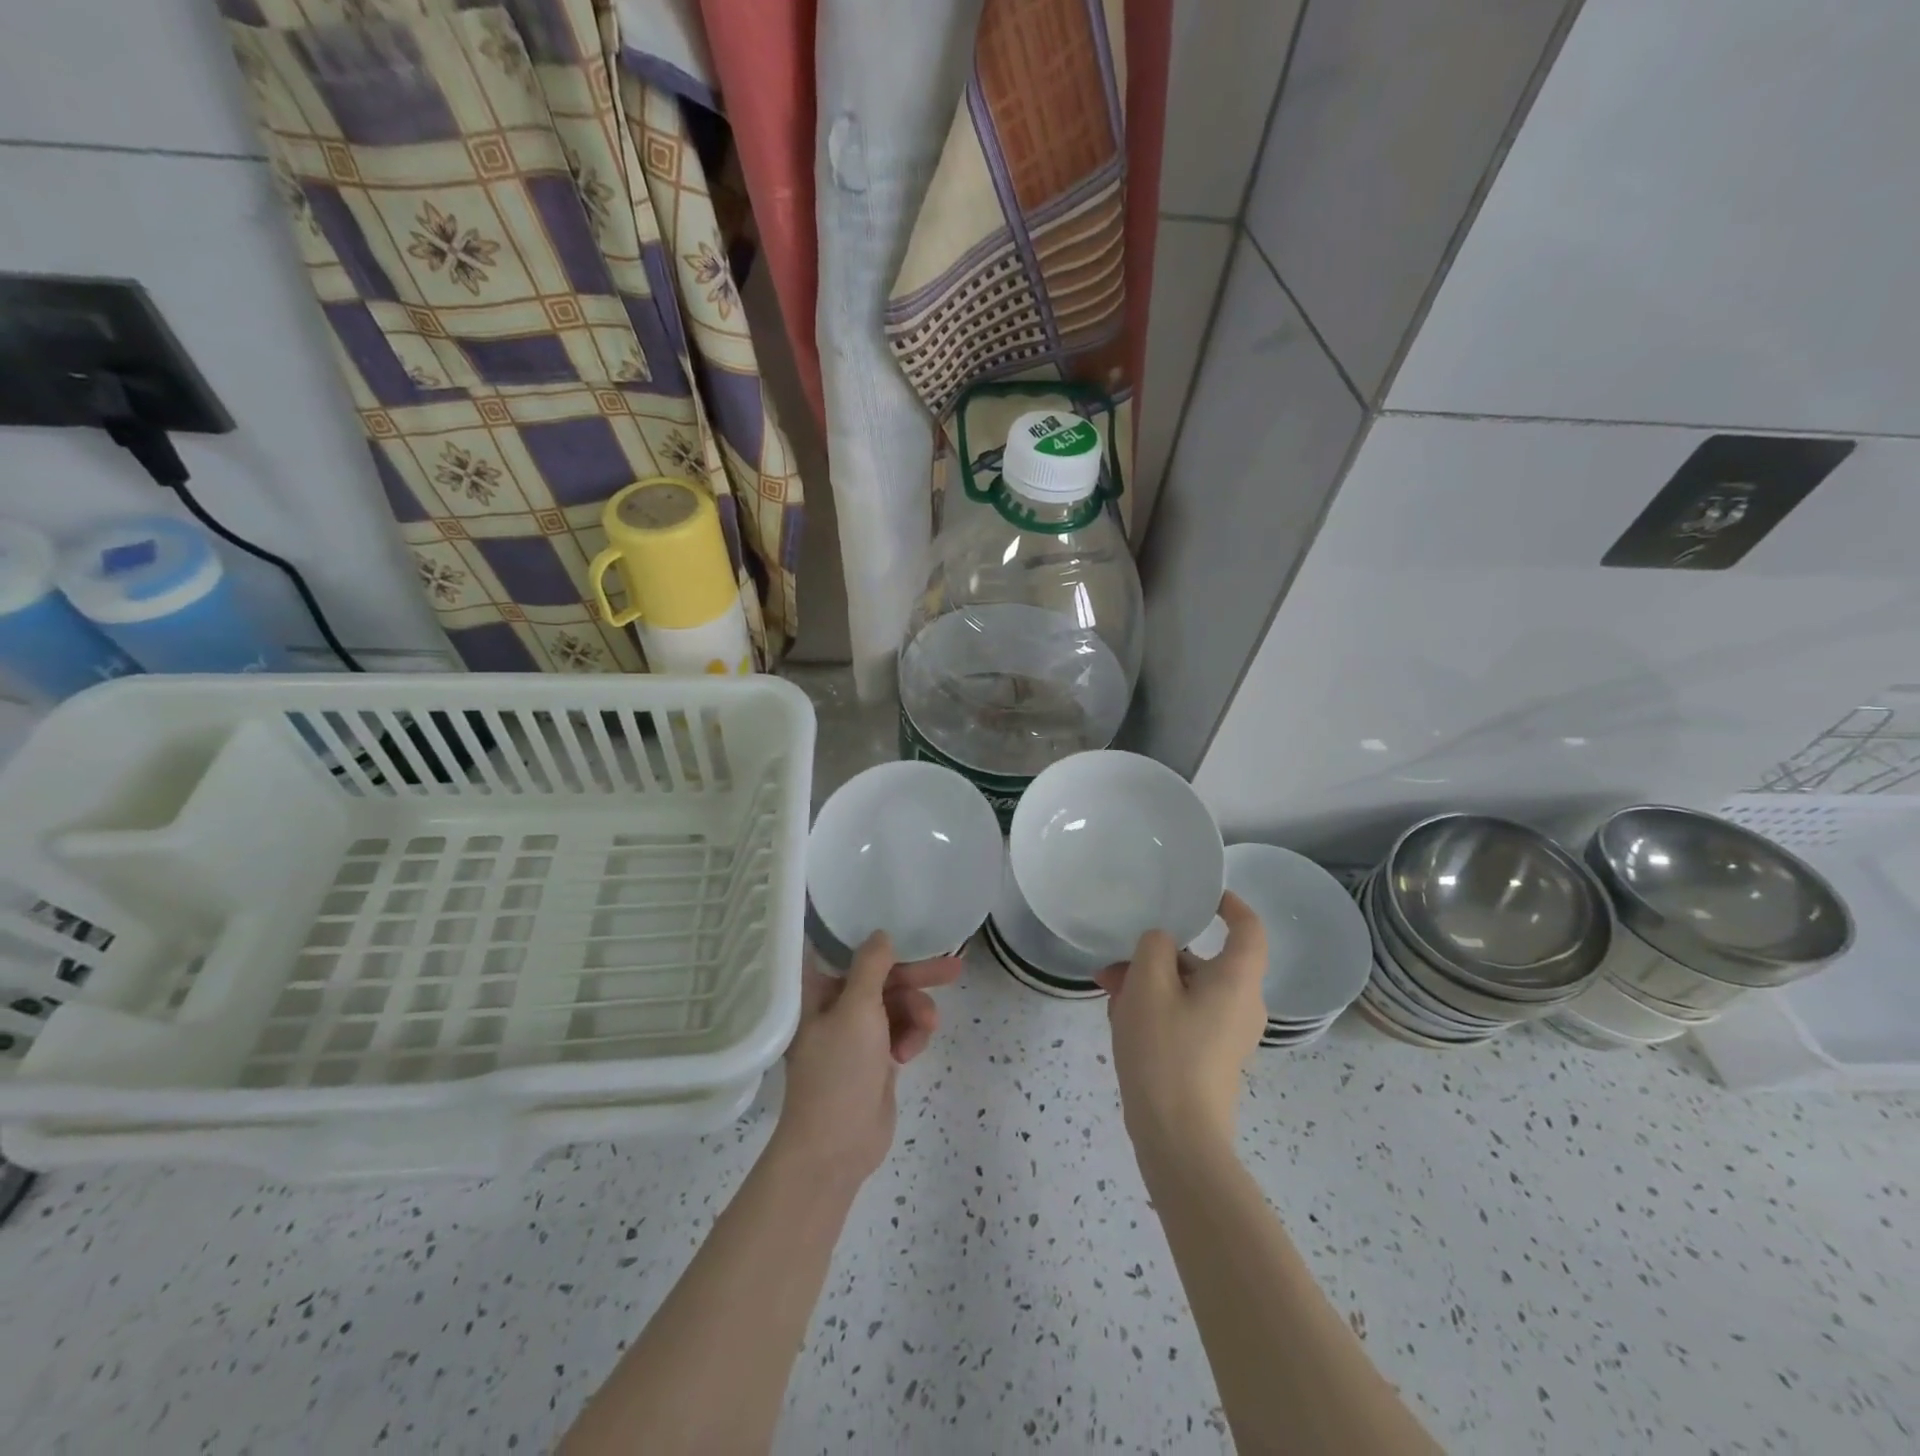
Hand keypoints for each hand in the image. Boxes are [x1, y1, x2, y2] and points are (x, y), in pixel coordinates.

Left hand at [771, 933, 962, 1184]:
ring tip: (926, 1028)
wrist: (836, 1148)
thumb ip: (871, 966)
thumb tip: (881, 934)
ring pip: (897, 1004)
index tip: (903, 927)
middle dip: (915, 976)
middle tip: (953, 969)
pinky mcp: (875, 1057)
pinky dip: (911, 1036)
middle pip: (881, 977)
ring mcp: (856, 1033)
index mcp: (817, 991)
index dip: (871, 938)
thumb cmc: (839, 1071)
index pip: (843, 950)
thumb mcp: (857, 1009)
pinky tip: (910, 1054)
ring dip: (916, 1012)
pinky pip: (902, 1030)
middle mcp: (835, 1006)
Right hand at [1093, 892, 1266, 1150]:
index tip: (1201, 894)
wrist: (1177, 1137)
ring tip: (1107, 992)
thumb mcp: (1147, 985)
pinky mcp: (1212, 1056)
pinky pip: (1186, 1015)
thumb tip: (1161, 944)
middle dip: (1157, 955)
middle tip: (1116, 961)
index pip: (1249, 928)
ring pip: (1188, 989)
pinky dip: (1157, 1008)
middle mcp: (1243, 1004)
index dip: (1229, 904)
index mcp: (1237, 980)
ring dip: (1148, 983)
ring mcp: (1229, 1033)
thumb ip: (1154, 946)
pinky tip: (1119, 1019)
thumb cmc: (1165, 1050)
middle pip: (1204, 961)